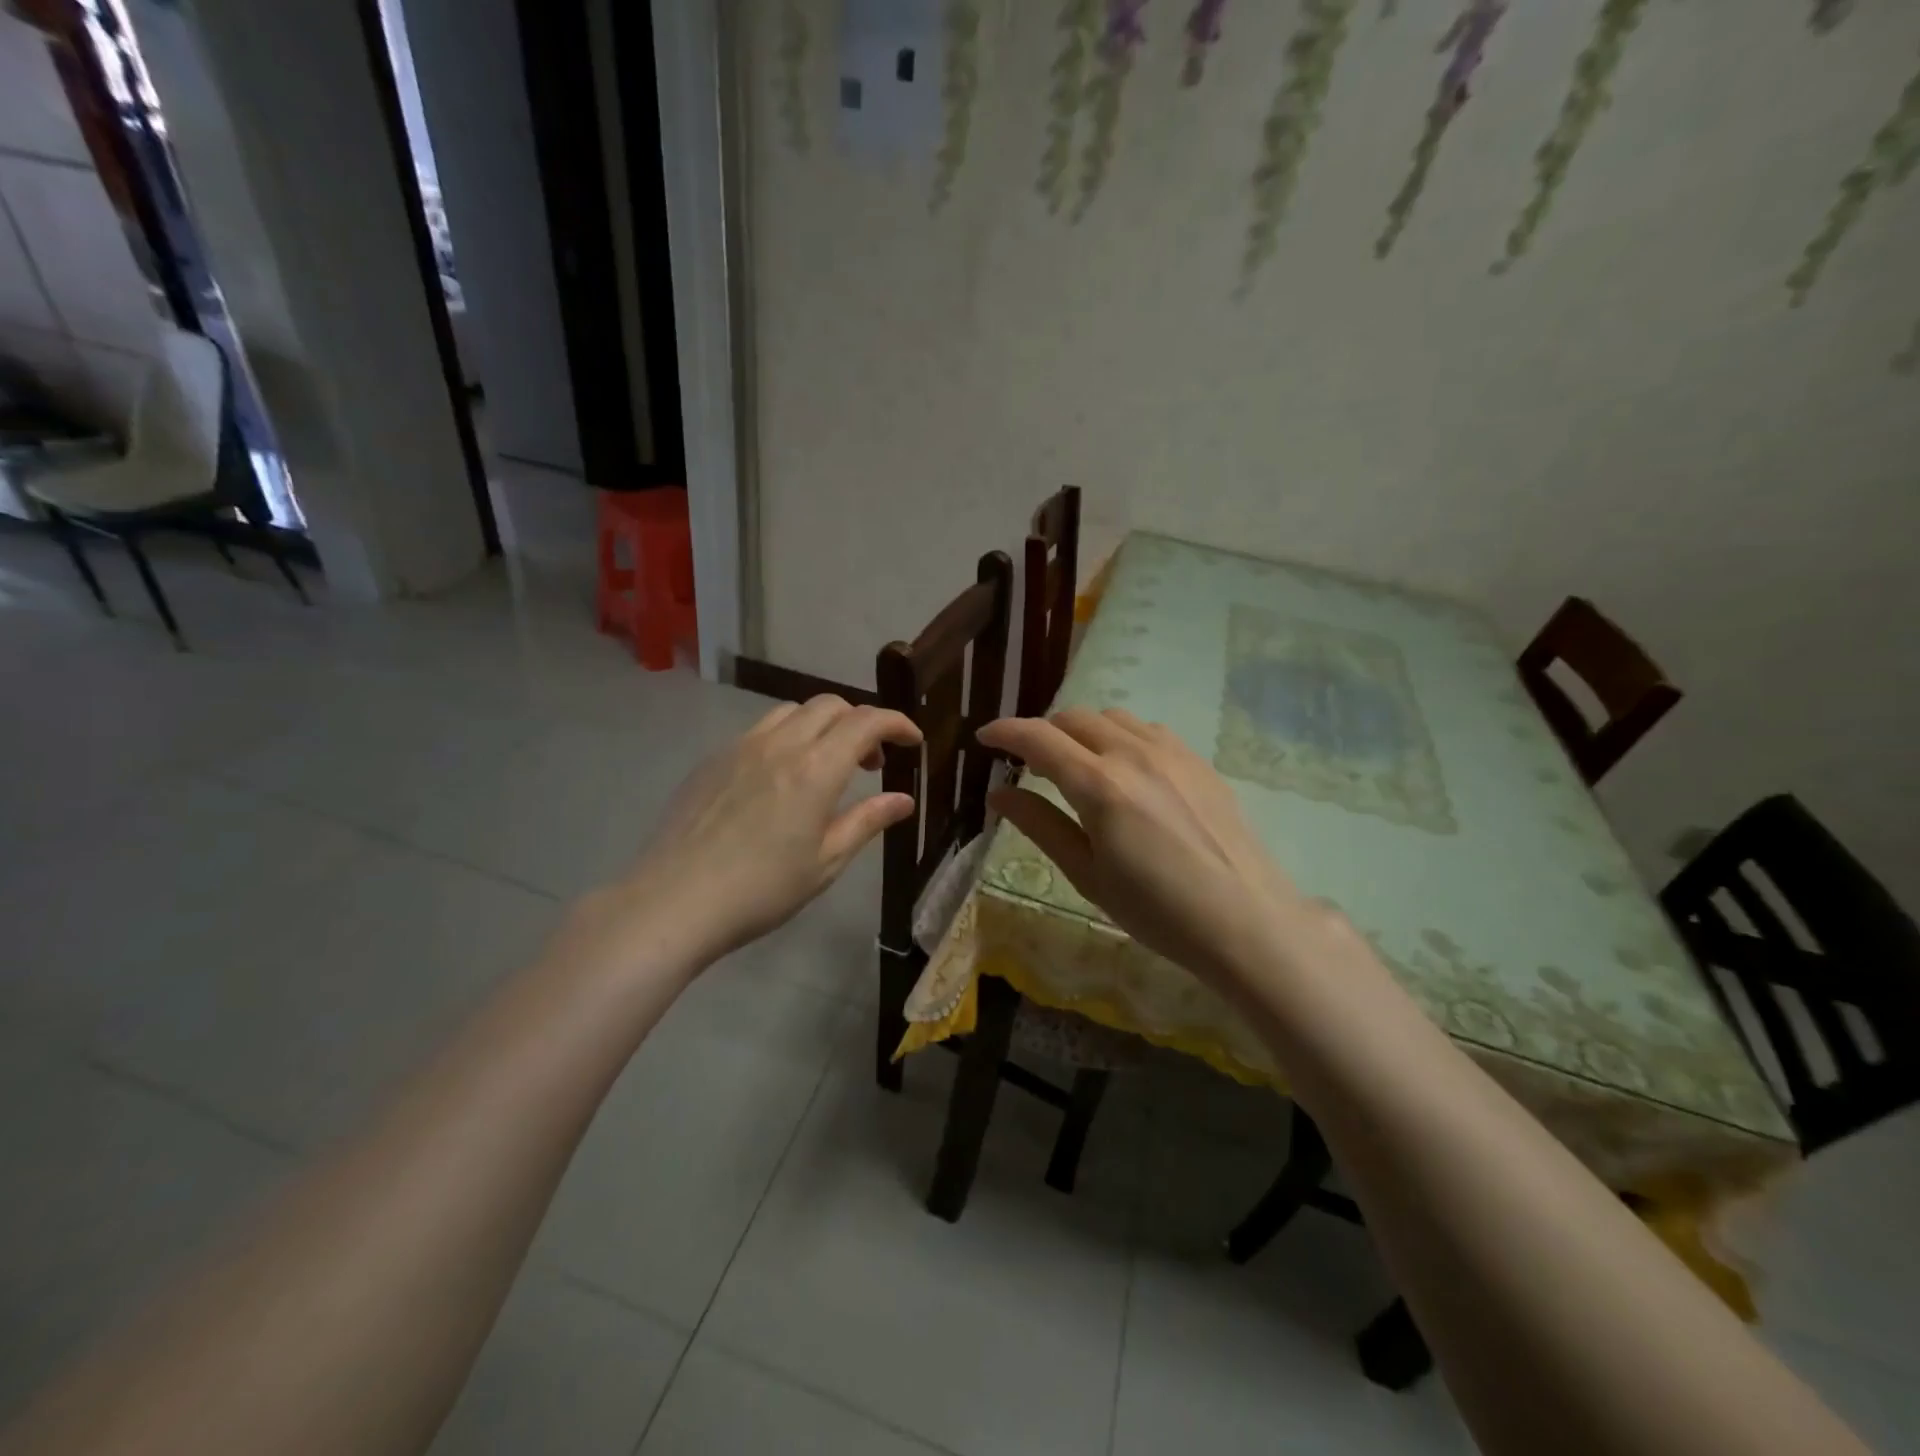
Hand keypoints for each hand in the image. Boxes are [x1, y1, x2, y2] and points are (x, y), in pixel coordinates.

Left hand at [592, 696, 921, 970]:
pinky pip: (760, 730)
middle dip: (861, 723)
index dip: (896, 723)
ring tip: (826, 766)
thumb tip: (904, 799)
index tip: (912, 741)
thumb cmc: (761, 890)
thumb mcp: (825, 862)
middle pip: (830, 705)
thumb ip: (867, 821)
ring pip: (793, 711)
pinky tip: (780, 779)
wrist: (673, 902)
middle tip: (871, 764)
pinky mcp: (712, 759)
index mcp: (815, 769)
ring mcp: (740, 747)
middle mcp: (780, 744)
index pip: (866, 721)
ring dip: (822, 725)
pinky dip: (787, 737)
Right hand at [979, 708, 1332, 992]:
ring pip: (1112, 718)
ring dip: (1083, 731)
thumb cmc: (1157, 910)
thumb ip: (1041, 825)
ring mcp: (1172, 752)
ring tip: (1078, 764)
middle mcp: (1133, 754)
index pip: (1038, 739)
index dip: (1005, 732)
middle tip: (1030, 763)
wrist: (1247, 921)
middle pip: (1074, 719)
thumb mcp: (1087, 874)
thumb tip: (999, 793)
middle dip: (1043, 733)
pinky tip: (1126, 770)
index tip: (985, 738)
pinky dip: (1121, 737)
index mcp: (1099, 785)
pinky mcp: (1198, 761)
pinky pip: (1148, 729)